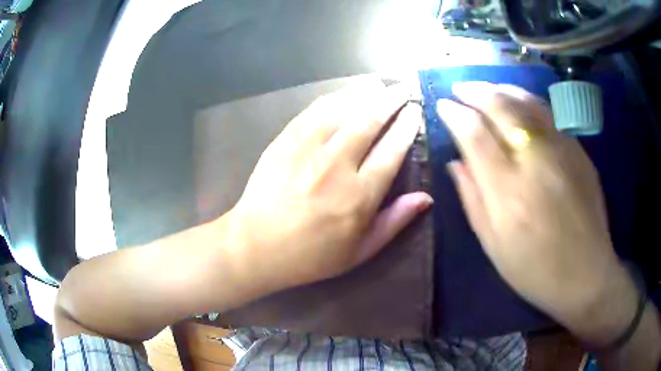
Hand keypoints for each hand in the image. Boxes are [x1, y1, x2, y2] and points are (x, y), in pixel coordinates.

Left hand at [228, 79, 431, 290]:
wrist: (257, 246)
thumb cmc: (311, 255)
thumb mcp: (360, 252)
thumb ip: (395, 222)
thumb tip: (426, 197)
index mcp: (360, 196)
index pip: (392, 150)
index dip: (407, 127)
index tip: (414, 111)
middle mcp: (337, 166)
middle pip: (371, 121)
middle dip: (391, 101)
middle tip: (403, 88)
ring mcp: (308, 150)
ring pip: (344, 110)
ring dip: (365, 93)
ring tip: (379, 84)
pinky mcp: (286, 141)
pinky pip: (314, 112)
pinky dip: (333, 99)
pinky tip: (344, 93)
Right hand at [438, 82, 637, 343]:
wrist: (586, 274)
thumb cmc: (536, 270)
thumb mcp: (494, 246)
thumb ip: (473, 200)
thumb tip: (456, 162)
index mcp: (509, 193)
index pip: (475, 135)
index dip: (455, 114)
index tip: (443, 105)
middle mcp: (536, 162)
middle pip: (501, 108)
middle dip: (475, 92)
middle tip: (460, 88)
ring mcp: (562, 151)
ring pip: (526, 103)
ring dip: (501, 89)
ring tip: (485, 88)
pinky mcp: (578, 151)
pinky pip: (548, 114)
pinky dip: (527, 101)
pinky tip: (518, 101)